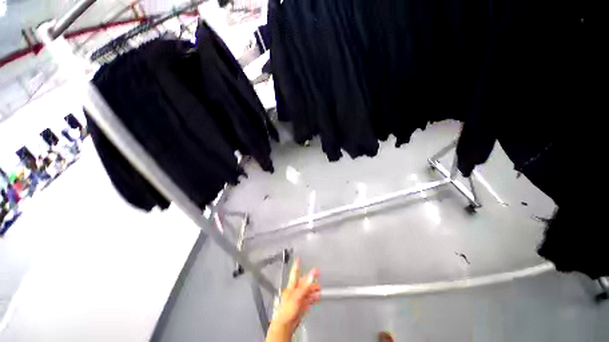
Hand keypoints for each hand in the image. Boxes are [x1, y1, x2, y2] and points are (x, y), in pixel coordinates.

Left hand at [265, 259, 320, 341]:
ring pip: (307, 291)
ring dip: (314, 289)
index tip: (298, 258)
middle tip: (317, 273)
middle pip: (304, 282)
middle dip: (311, 278)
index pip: (295, 272)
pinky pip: (309, 299)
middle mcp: (295, 291)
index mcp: (292, 286)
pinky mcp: (301, 305)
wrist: (285, 325)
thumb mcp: (297, 295)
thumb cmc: (286, 310)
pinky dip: (314, 297)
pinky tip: (317, 297)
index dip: (297, 265)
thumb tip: (312, 274)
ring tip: (320, 288)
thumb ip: (305, 285)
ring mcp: (298, 298)